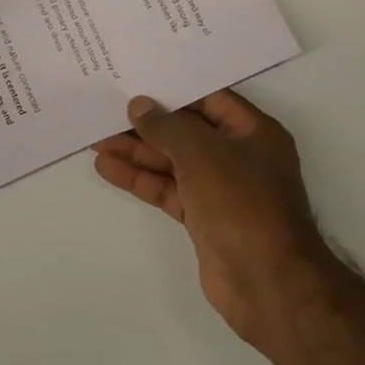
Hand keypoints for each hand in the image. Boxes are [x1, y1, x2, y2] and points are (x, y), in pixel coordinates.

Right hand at [93, 91, 328, 348]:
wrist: (268, 284)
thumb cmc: (242, 203)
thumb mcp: (202, 154)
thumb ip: (167, 127)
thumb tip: (139, 105)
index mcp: (253, 131)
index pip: (208, 99)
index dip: (172, 90)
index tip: (136, 81)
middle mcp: (239, 155)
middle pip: (186, 131)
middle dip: (147, 124)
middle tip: (106, 110)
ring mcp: (221, 189)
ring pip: (173, 161)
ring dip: (137, 152)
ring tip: (96, 139)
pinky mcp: (204, 218)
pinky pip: (168, 189)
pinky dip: (141, 179)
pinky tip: (108, 168)